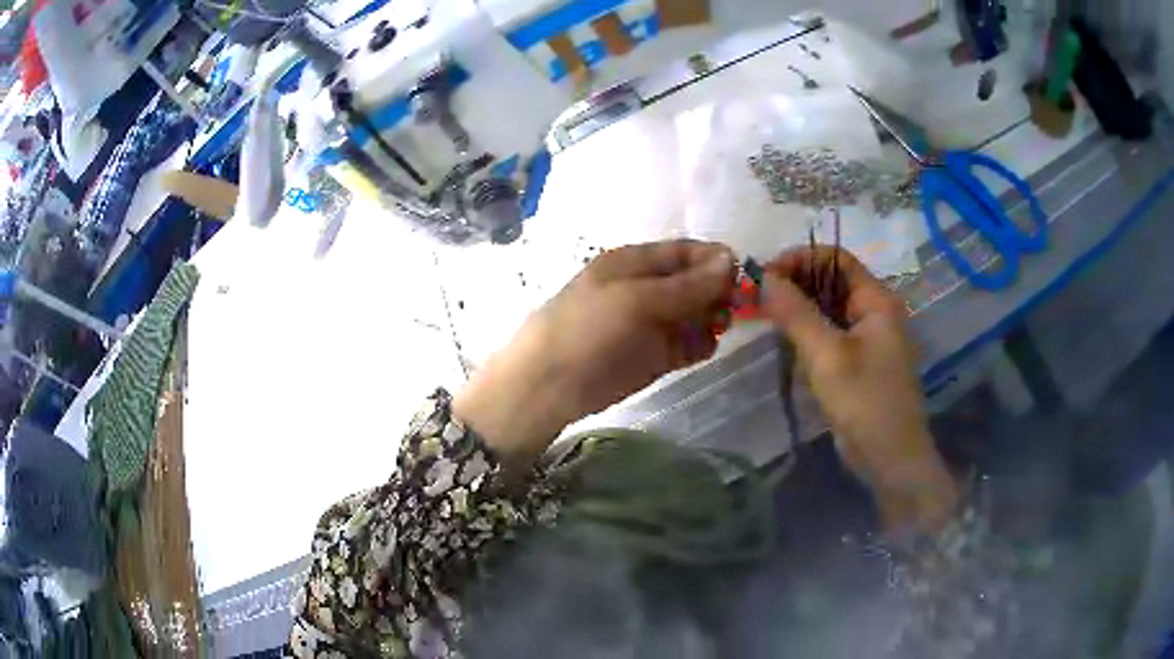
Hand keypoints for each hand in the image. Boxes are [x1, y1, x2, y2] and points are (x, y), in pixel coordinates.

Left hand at [456, 240, 736, 465]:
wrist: (551, 383)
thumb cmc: (588, 328)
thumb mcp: (637, 298)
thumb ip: (686, 284)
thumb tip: (731, 260)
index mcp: (635, 263)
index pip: (685, 253)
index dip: (714, 260)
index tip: (741, 274)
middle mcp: (648, 289)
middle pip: (696, 283)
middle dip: (717, 291)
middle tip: (730, 307)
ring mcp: (653, 323)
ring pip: (697, 314)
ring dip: (712, 318)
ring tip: (715, 328)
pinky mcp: (656, 355)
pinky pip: (689, 343)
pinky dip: (701, 343)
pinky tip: (702, 347)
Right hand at [760, 247, 956, 530]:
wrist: (891, 459)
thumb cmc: (865, 403)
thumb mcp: (827, 356)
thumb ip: (796, 313)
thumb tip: (764, 276)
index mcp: (877, 300)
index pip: (836, 258)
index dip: (800, 258)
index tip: (765, 273)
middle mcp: (875, 311)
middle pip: (832, 280)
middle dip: (796, 281)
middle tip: (757, 295)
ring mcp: (868, 338)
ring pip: (829, 307)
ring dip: (799, 305)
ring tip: (763, 313)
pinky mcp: (858, 361)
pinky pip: (830, 332)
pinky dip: (807, 329)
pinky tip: (784, 337)